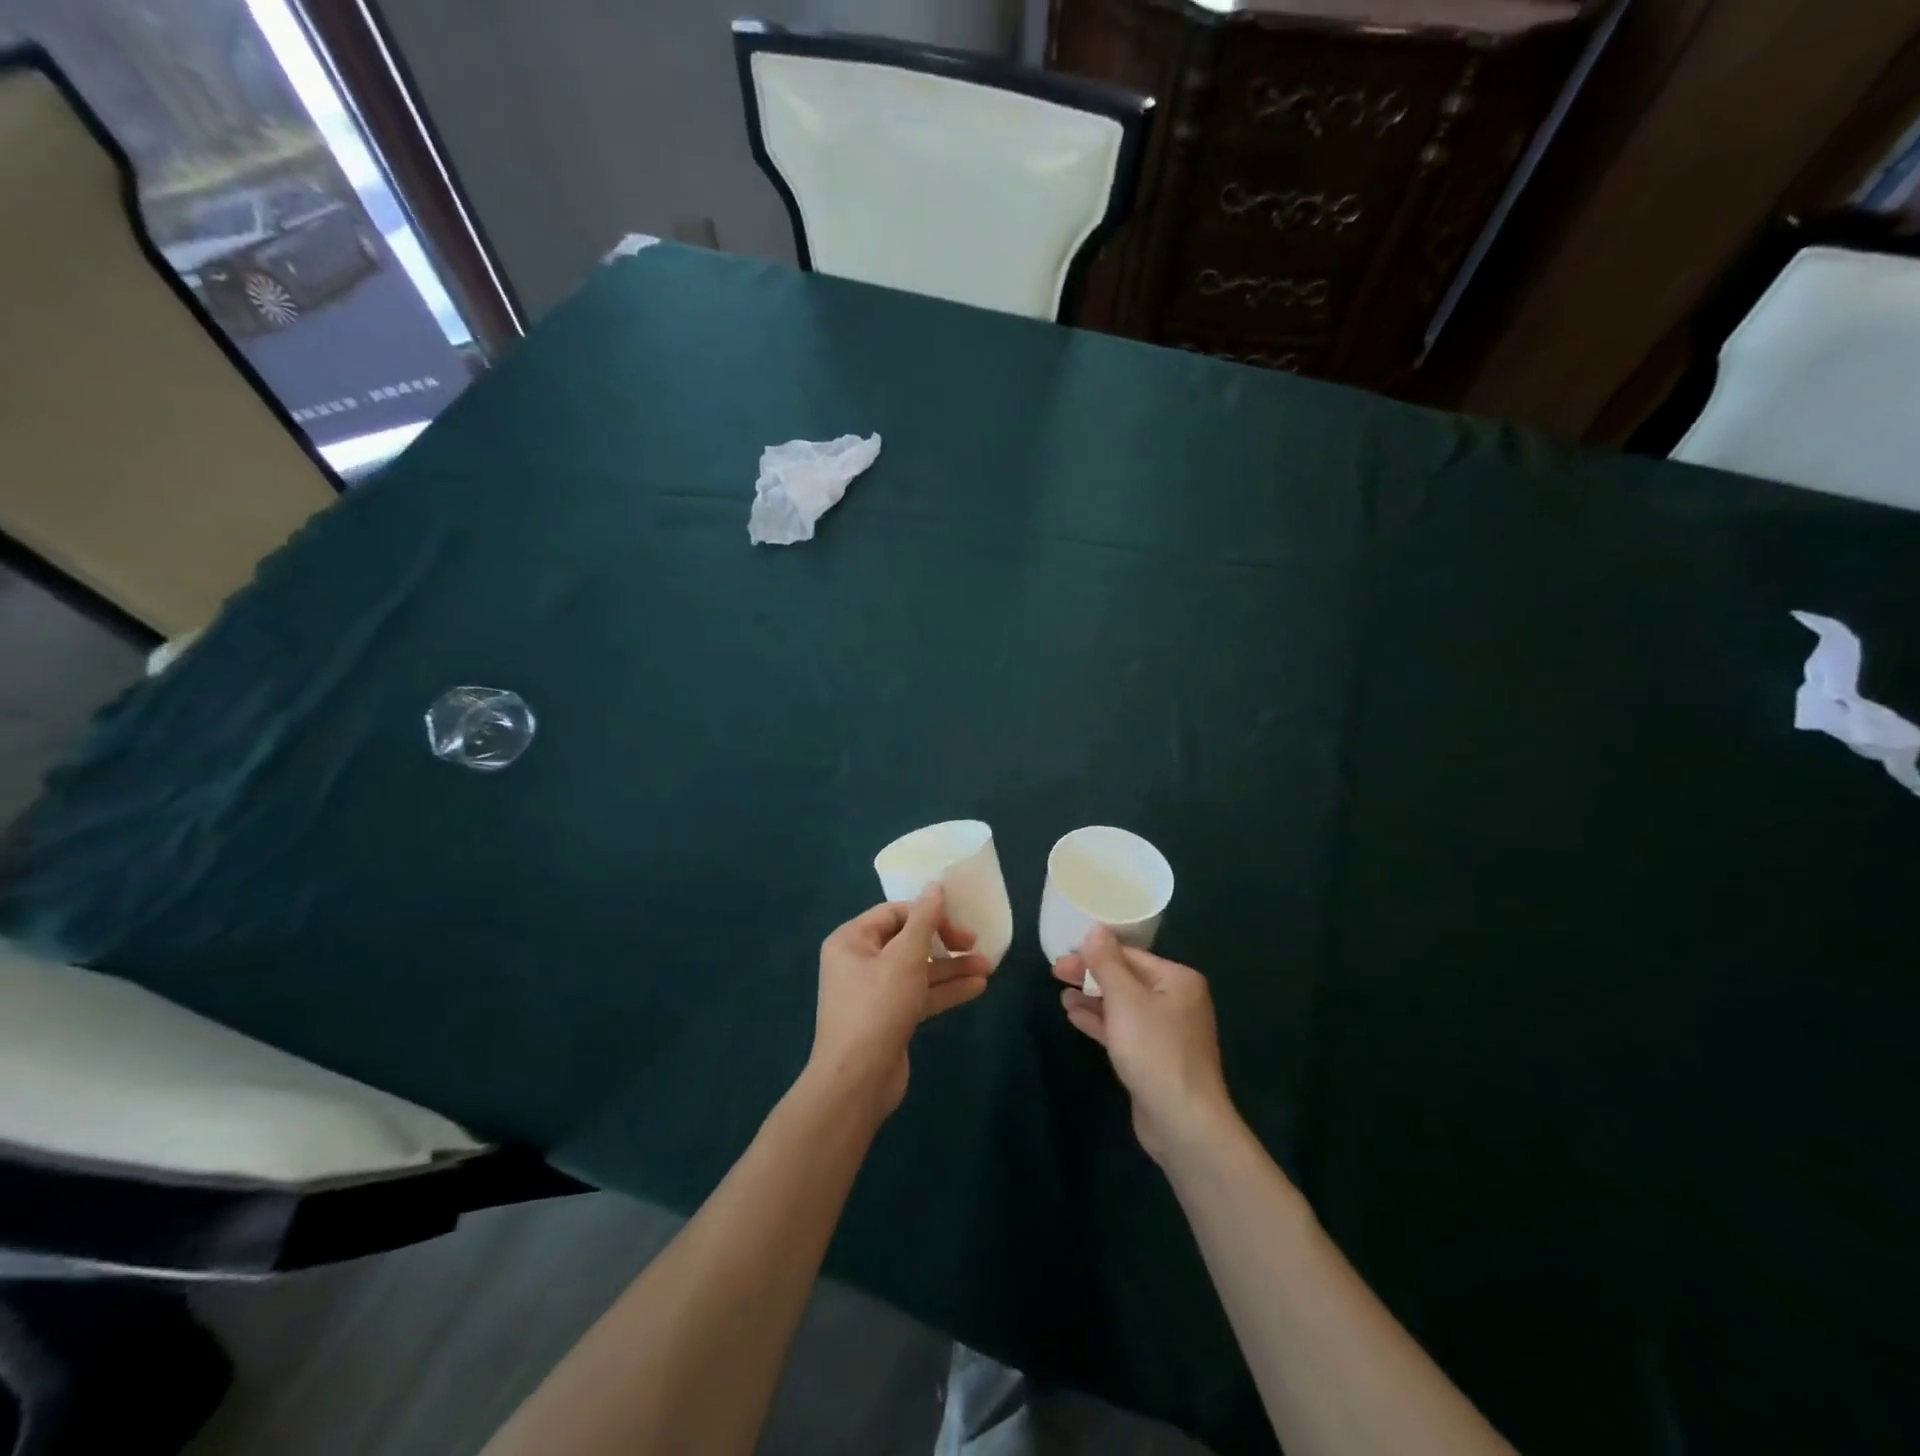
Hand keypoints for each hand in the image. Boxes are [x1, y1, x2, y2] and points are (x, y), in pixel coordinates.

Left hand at [812, 887, 991, 1116]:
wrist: (857, 1081)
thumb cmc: (877, 1007)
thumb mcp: (904, 957)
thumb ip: (924, 920)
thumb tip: (935, 886)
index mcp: (852, 940)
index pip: (895, 913)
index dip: (928, 914)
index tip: (958, 924)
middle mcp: (859, 962)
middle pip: (908, 941)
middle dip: (945, 943)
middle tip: (975, 944)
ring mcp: (874, 993)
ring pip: (918, 970)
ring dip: (951, 968)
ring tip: (989, 967)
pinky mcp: (889, 1018)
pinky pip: (919, 995)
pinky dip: (945, 990)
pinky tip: (977, 987)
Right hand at [1053, 928, 1234, 1165]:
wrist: (1183, 1121)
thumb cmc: (1154, 1050)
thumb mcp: (1125, 999)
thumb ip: (1107, 963)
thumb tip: (1095, 929)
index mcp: (1177, 980)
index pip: (1129, 955)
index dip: (1093, 953)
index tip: (1061, 955)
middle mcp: (1176, 1000)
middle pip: (1126, 978)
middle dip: (1091, 976)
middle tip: (1055, 973)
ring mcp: (1166, 1031)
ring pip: (1123, 1005)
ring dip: (1092, 998)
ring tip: (1062, 996)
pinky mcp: (1154, 1057)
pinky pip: (1123, 1029)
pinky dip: (1101, 1022)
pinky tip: (1074, 1017)